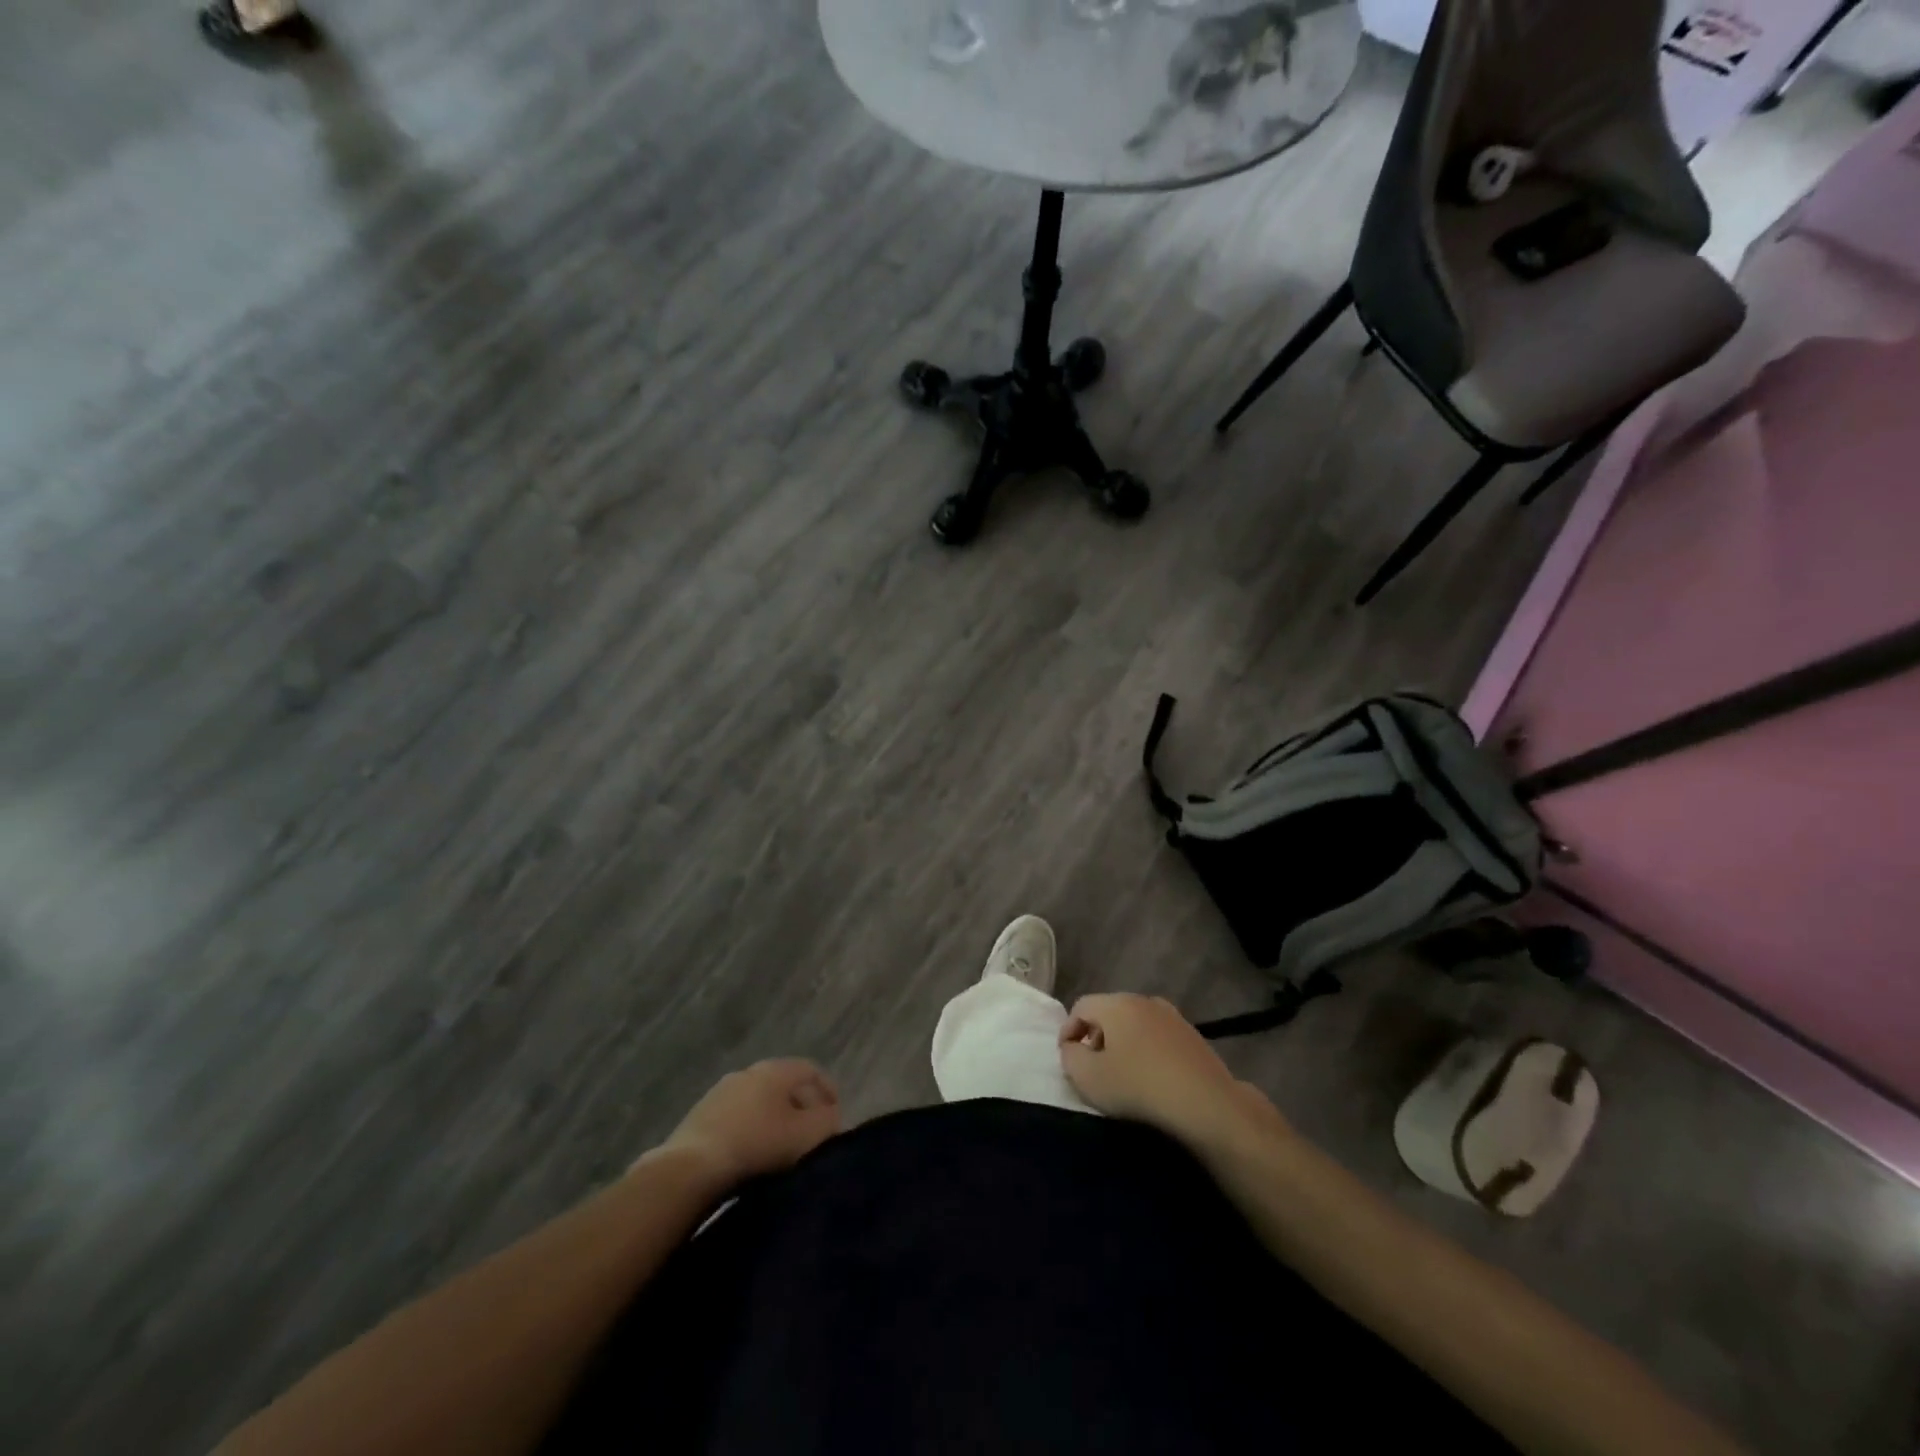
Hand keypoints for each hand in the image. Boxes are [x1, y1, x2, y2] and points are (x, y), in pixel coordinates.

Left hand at [661, 1059, 840, 1189]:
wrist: (691, 1168)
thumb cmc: (758, 1144)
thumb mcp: (805, 1135)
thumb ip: (827, 1122)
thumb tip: (832, 1116)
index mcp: (775, 1069)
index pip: (811, 1069)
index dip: (828, 1090)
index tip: (836, 1115)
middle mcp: (748, 1071)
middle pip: (784, 1084)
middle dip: (801, 1106)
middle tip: (811, 1132)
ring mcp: (721, 1091)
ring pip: (759, 1100)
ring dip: (774, 1118)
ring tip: (781, 1146)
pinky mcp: (700, 1115)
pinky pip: (737, 1116)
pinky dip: (751, 1129)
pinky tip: (751, 1153)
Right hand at [1059, 994, 1279, 1149]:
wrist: (1206, 1104)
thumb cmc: (1139, 1087)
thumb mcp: (1089, 1078)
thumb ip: (1070, 1057)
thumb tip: (1073, 1047)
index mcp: (1116, 1004)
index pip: (1081, 1006)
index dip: (1068, 1030)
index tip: (1067, 1057)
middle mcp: (1144, 1000)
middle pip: (1109, 1012)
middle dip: (1095, 1036)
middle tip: (1093, 1066)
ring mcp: (1172, 1016)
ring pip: (1135, 1023)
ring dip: (1122, 1043)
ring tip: (1122, 1074)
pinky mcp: (1193, 1035)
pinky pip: (1157, 1036)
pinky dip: (1146, 1050)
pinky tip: (1150, 1076)